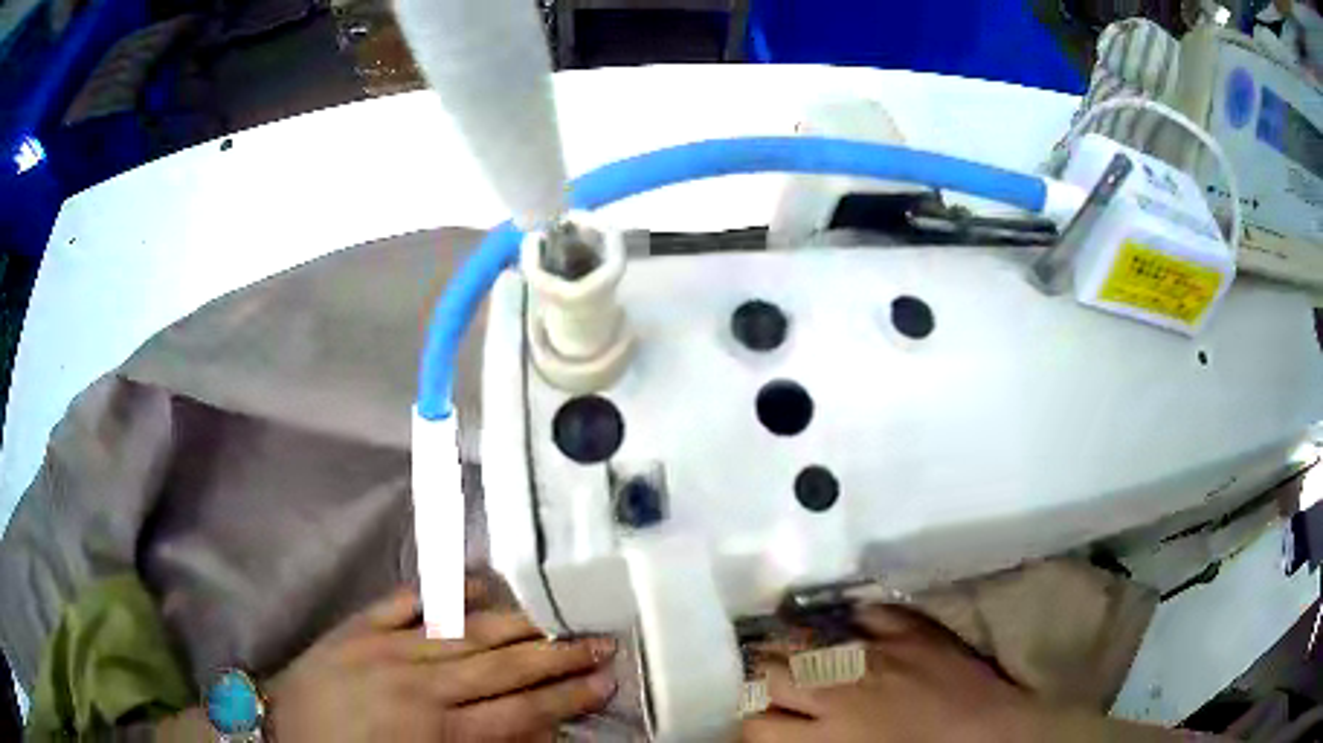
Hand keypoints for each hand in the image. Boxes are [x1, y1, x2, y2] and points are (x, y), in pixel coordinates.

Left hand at [266, 581, 616, 740]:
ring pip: (465, 633)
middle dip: (556, 656)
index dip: (566, 697)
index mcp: (436, 730)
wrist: (279, 735)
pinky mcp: (357, 628)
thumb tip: (536, 733)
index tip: (606, 681)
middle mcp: (419, 683)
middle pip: (502, 667)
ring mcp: (385, 648)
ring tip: (559, 615)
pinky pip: (406, 604)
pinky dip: (443, 592)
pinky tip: (476, 579)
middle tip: (600, 641)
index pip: (520, 712)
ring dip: (517, 624)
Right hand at [741, 605, 1037, 742]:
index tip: (763, 726)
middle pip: (771, 673)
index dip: (752, 727)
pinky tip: (854, 631)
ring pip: (808, 637)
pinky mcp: (911, 629)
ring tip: (801, 653)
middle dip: (764, 681)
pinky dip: (856, 621)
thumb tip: (788, 737)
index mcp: (826, 735)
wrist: (992, 733)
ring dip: (797, 646)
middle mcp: (840, 688)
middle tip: (775, 688)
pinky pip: (868, 613)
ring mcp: (876, 652)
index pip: (756, 725)